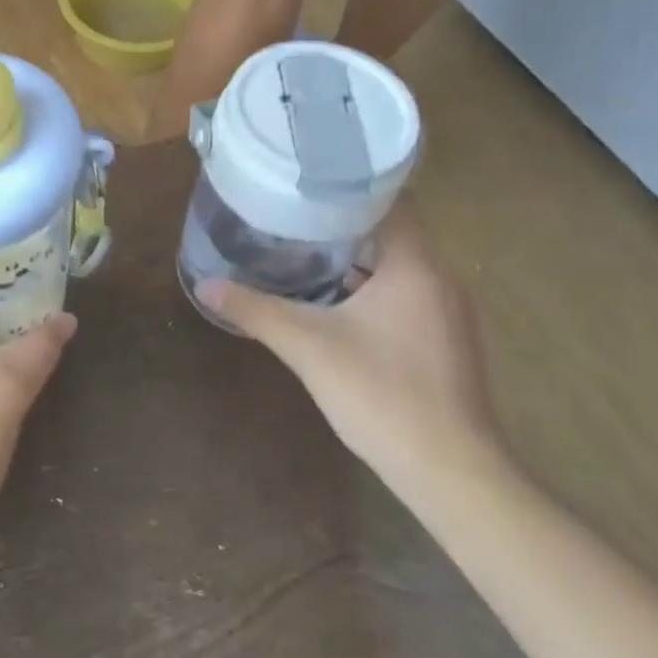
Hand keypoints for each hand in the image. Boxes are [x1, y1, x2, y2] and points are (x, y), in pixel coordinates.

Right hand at [198, 209, 508, 499]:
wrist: (451, 474)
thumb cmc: (381, 395)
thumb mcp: (306, 347)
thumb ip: (255, 310)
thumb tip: (206, 284)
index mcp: (416, 268)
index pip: (390, 203)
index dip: (347, 188)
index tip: (304, 183)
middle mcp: (443, 281)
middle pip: (393, 233)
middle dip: (343, 223)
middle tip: (292, 215)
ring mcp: (450, 315)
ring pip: (400, 267)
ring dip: (358, 259)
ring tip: (304, 251)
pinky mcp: (448, 343)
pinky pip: (407, 296)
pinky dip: (373, 289)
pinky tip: (335, 303)